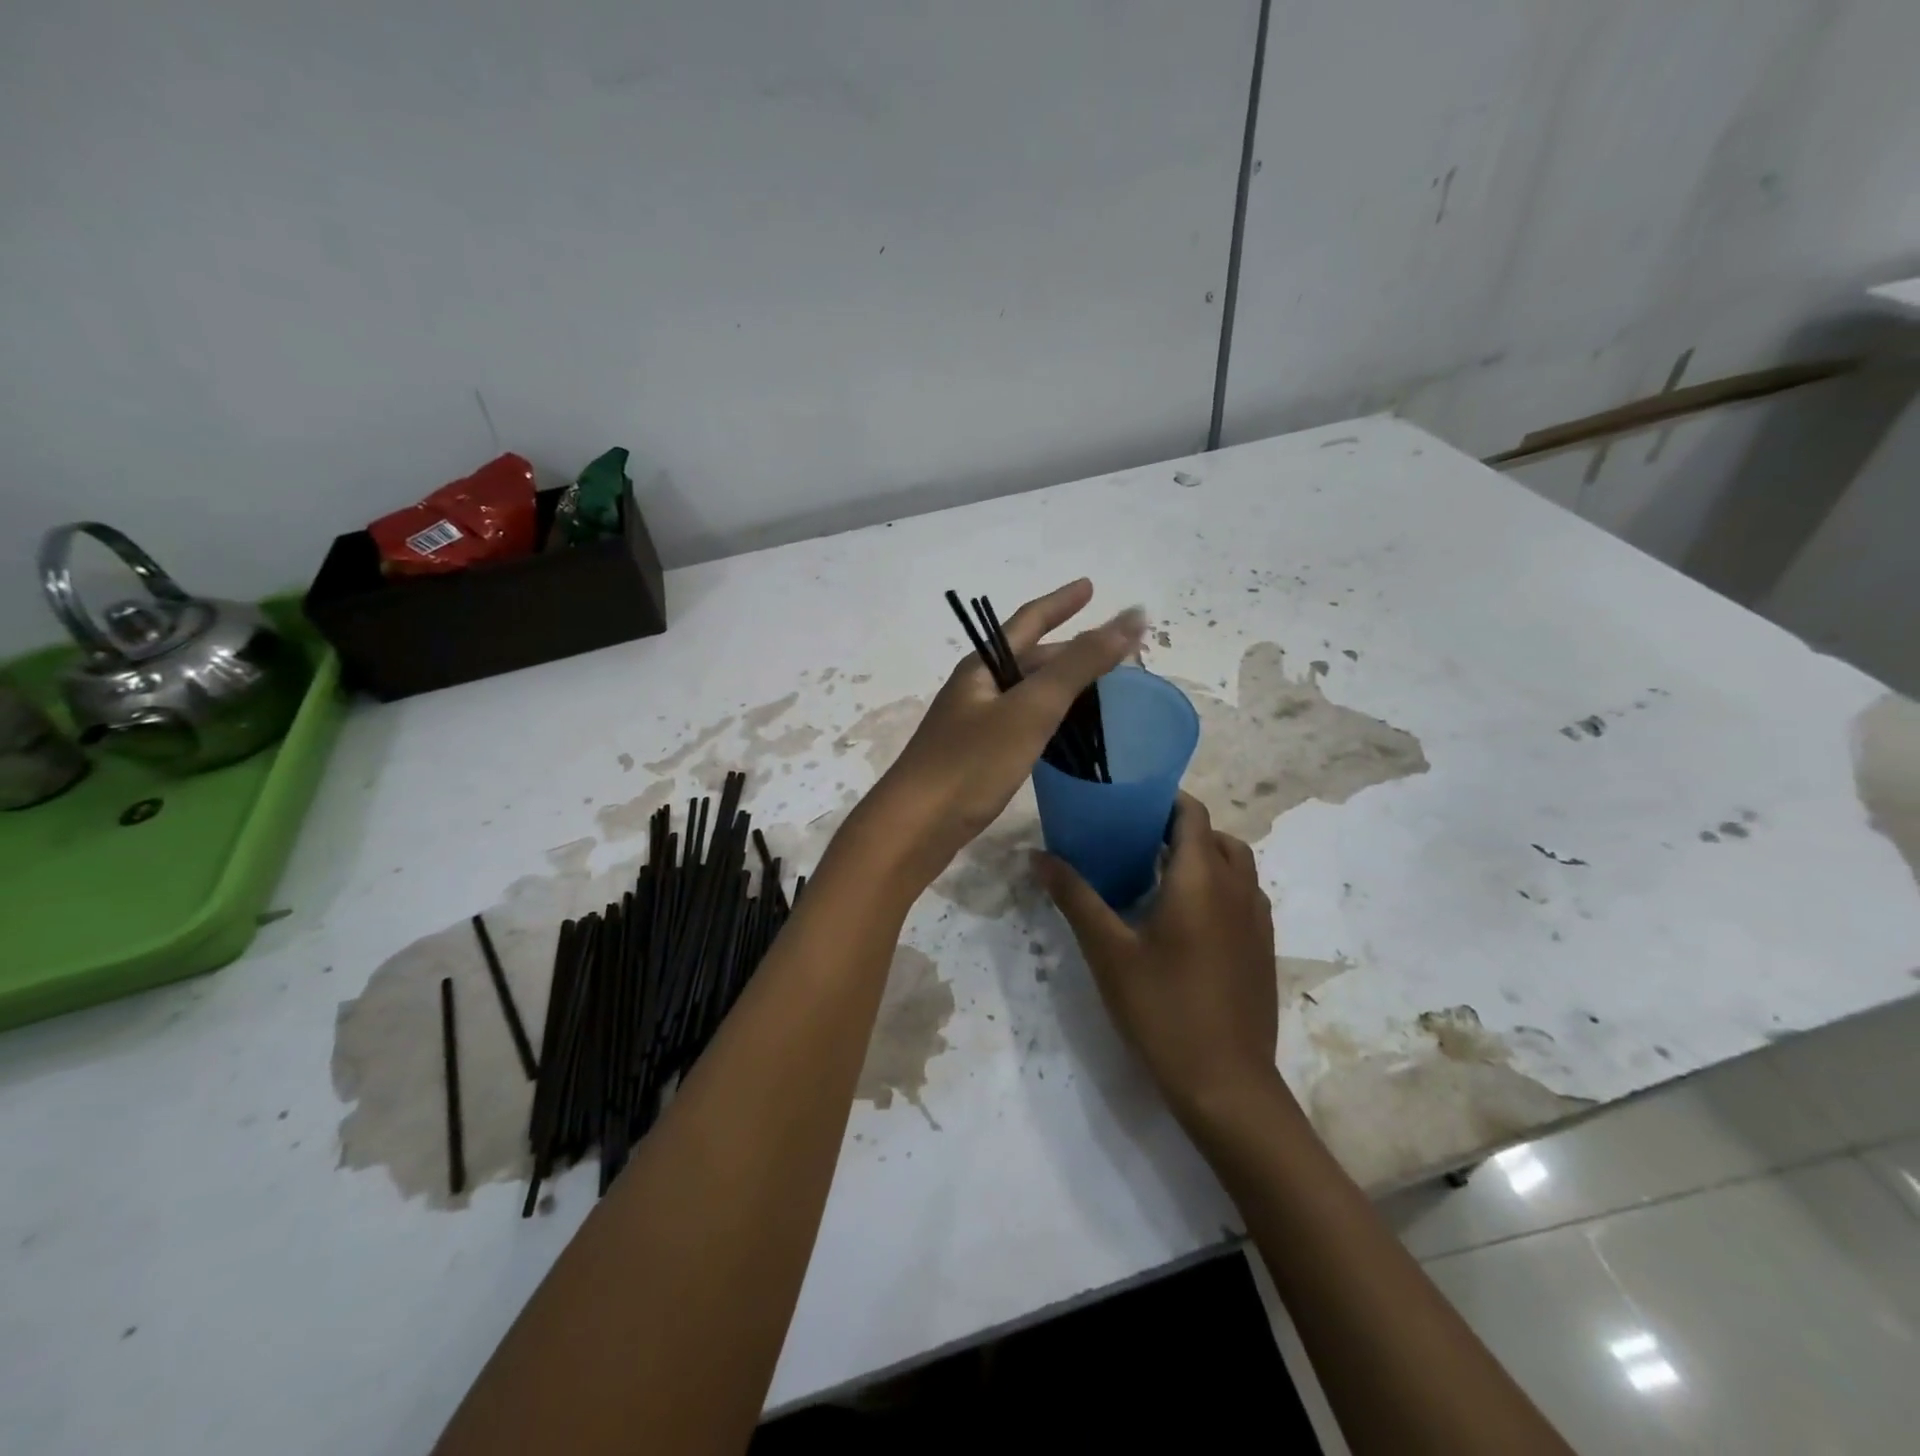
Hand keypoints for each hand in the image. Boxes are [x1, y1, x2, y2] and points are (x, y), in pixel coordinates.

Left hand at [855, 579, 1144, 890]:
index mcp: (982, 667)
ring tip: (1101, 692)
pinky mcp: (975, 757)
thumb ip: (1081, 664)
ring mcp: (972, 723)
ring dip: (1062, 688)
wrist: (915, 827)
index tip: (1090, 586)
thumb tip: (1131, 616)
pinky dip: (1049, 721)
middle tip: (1113, 655)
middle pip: (1029, 658)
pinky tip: (1066, 735)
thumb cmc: (972, 762)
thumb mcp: (1031, 709)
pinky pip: (1021, 724)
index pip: (1028, 620)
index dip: (1062, 602)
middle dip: (1070, 651)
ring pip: (1026, 694)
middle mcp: (976, 688)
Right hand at [1039, 794, 1280, 1121]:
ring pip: (1235, 865)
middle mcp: (1238, 888)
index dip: (1163, 801)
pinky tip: (1185, 921)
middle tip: (1135, 843)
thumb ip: (1075, 897)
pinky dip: (1219, 888)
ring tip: (1159, 878)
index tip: (1127, 806)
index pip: (1192, 813)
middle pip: (1215, 835)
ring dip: (1203, 858)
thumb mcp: (1108, 951)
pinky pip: (1243, 896)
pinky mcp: (1262, 948)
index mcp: (1201, 878)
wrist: (1227, 1084)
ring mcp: (1257, 920)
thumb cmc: (1162, 1009)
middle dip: (1179, 830)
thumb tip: (1038, 856)